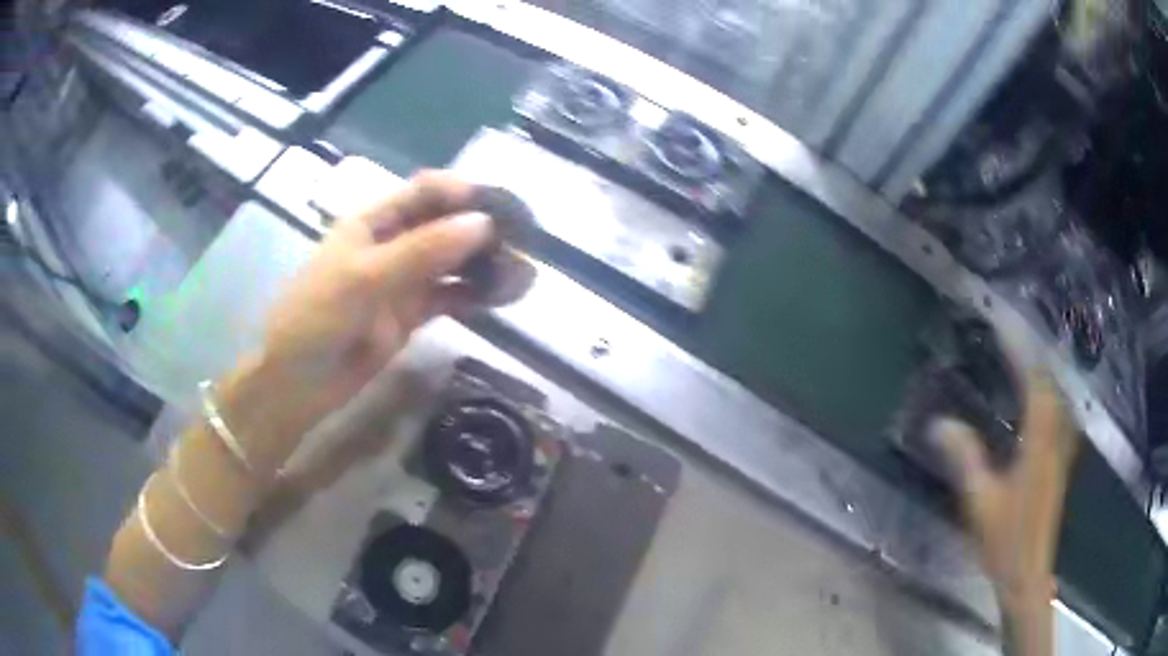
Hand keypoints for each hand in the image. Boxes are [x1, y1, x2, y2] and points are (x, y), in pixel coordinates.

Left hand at [221, 172, 528, 474]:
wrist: (298, 384)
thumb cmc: (316, 318)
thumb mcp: (364, 277)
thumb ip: (422, 251)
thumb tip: (484, 224)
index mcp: (373, 221)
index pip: (424, 192)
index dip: (462, 193)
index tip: (498, 208)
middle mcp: (392, 243)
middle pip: (444, 224)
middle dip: (482, 229)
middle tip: (523, 242)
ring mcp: (402, 281)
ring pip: (452, 262)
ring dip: (484, 264)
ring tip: (523, 275)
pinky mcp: (411, 315)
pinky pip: (450, 297)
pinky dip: (475, 295)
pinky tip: (502, 298)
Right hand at [932, 327, 1078, 654]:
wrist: (1028, 572)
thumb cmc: (1005, 539)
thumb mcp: (980, 500)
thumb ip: (965, 458)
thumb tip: (939, 423)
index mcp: (1038, 441)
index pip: (1033, 381)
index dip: (1020, 351)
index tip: (1002, 326)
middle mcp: (1056, 436)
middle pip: (1051, 382)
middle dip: (1033, 353)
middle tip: (1011, 336)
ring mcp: (1062, 449)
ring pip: (1059, 396)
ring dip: (1044, 371)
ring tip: (1025, 358)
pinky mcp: (1060, 462)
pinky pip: (1060, 414)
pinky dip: (1050, 395)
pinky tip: (1041, 400)